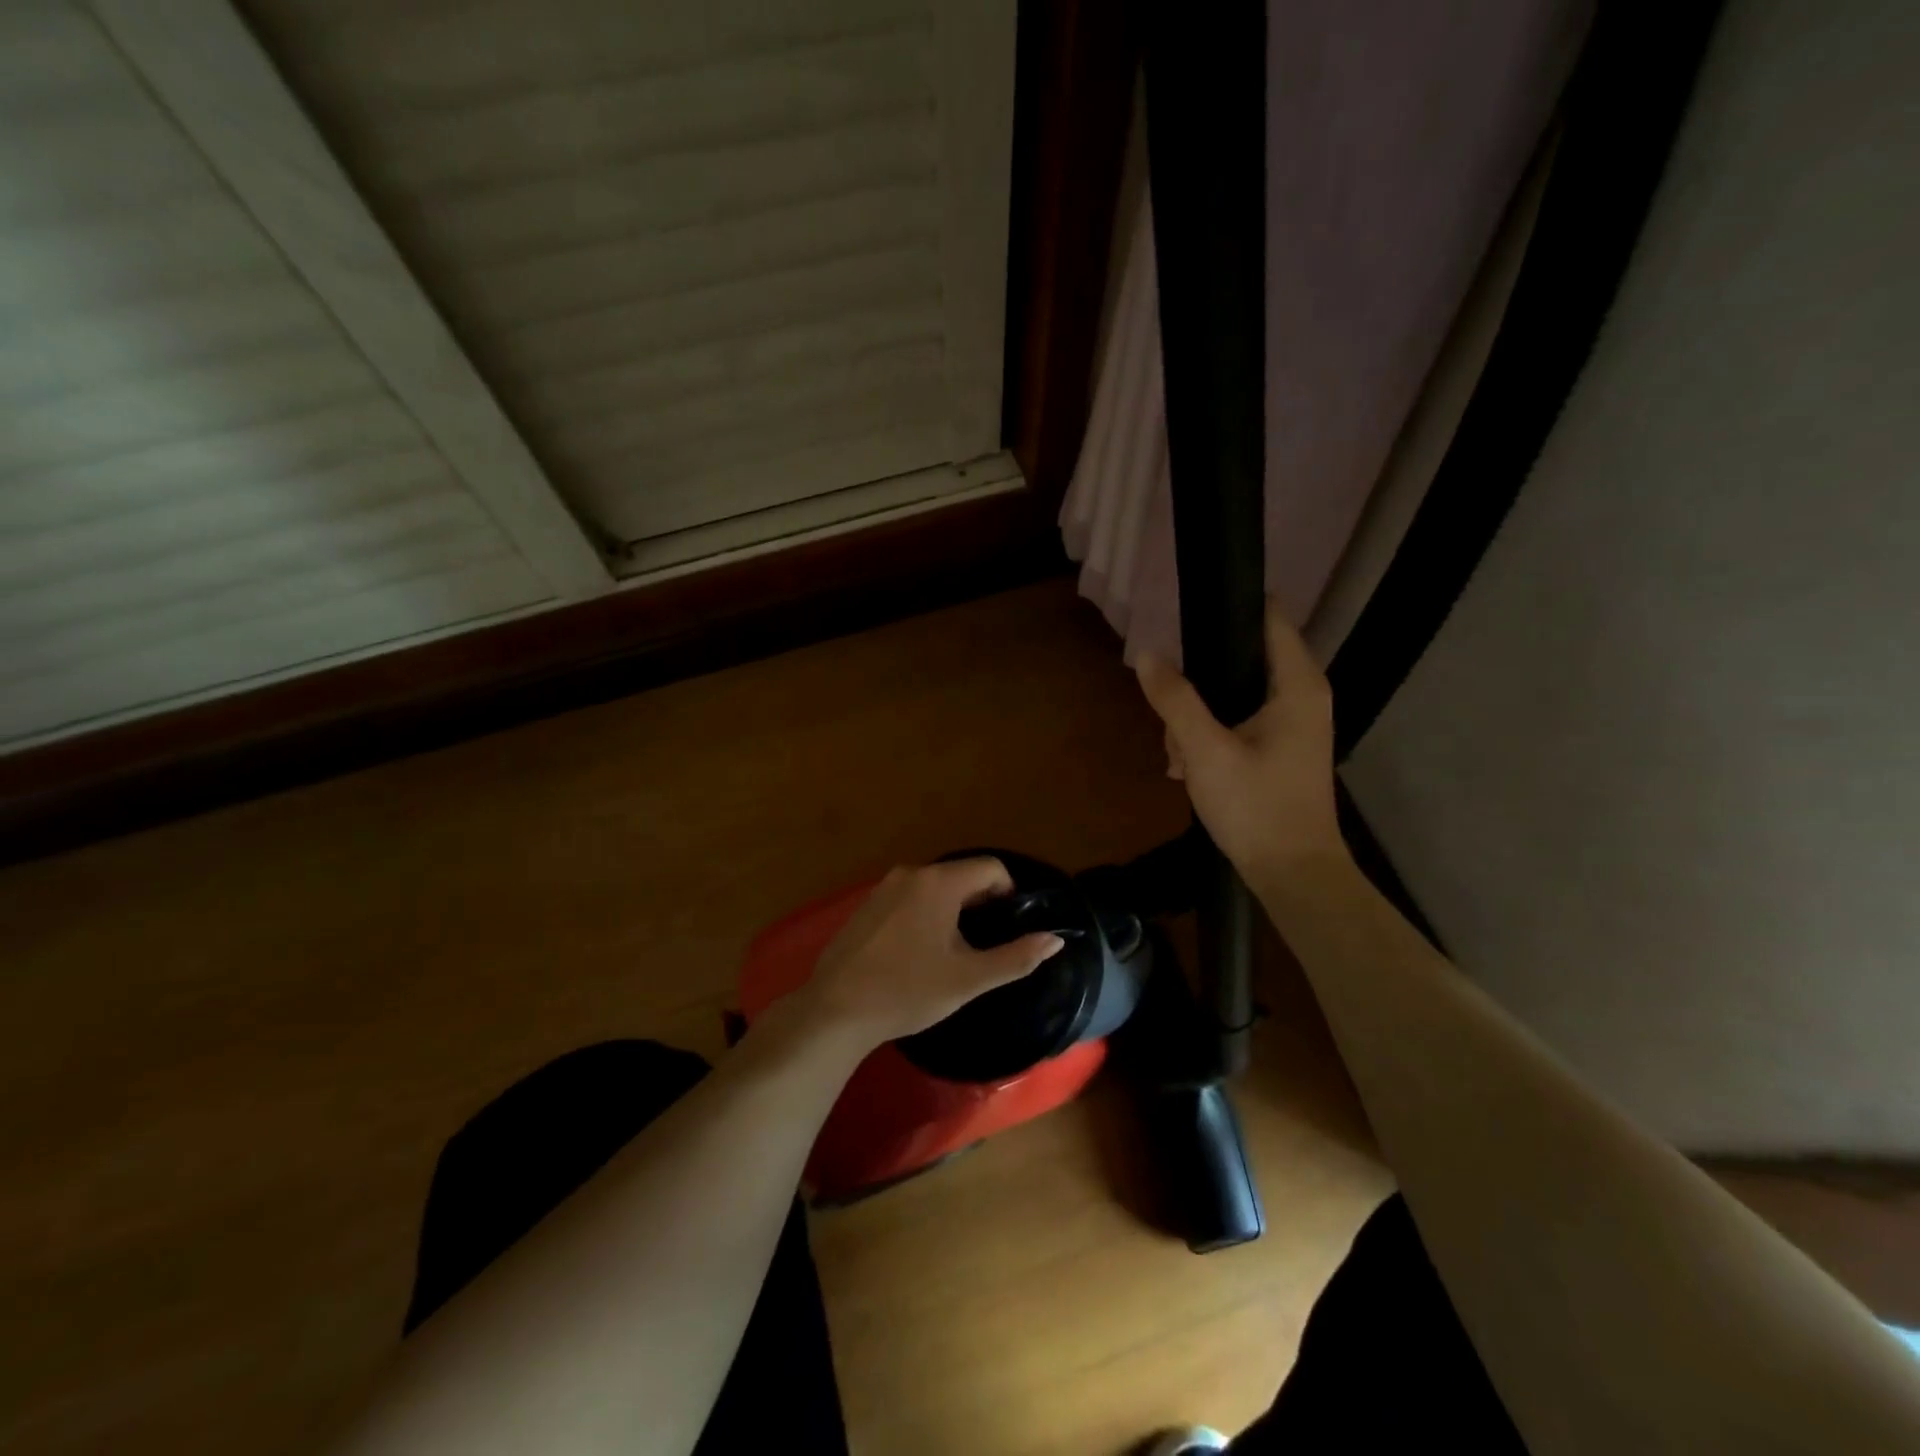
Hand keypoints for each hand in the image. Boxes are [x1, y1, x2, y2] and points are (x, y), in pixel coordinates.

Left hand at [802, 859, 1064, 1048]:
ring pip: (935, 886)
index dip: (1009, 893)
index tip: (1008, 928)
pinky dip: (925, 913)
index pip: (991, 868)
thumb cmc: (908, 991)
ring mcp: (883, 886)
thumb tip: (1055, 939)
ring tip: (952, 951)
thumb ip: (1017, 957)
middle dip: (980, 903)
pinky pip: (909, 897)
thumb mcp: (969, 979)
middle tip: (983, 945)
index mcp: (939, 882)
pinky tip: (917, 951)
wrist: (836, 1010)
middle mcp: (911, 873)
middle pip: (962, 874)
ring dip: (952, 909)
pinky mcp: (867, 904)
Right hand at [1135, 599, 1347, 891]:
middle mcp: (1302, 696)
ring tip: (1177, 755)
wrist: (1293, 874)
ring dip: (1198, 717)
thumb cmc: (1255, 807)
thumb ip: (1175, 700)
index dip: (1230, 607)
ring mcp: (1294, 724)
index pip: (1270, 618)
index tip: (1186, 615)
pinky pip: (1239, 723)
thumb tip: (1145, 654)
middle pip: (1242, 659)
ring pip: (1234, 695)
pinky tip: (1186, 768)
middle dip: (1199, 682)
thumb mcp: (1205, 750)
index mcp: (1297, 685)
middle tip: (1172, 716)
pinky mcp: (1281, 748)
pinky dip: (1211, 737)